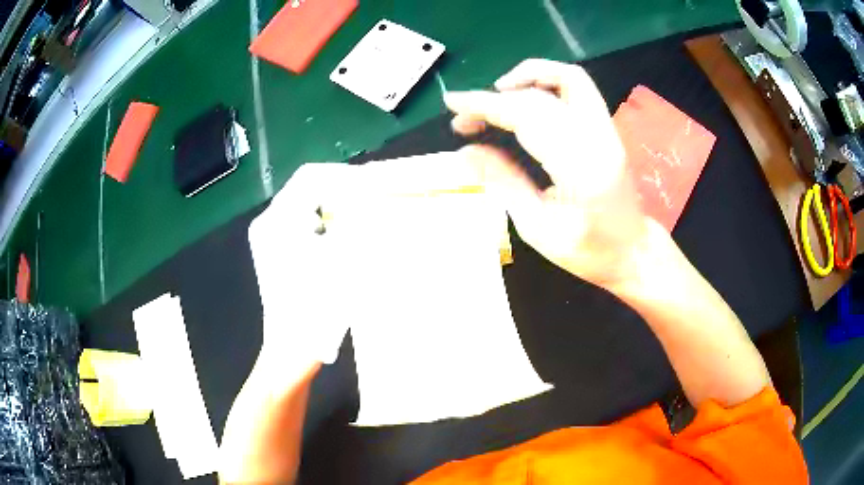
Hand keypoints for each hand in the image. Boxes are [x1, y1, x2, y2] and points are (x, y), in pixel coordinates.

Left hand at [248, 163, 354, 366]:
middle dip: (339, 191)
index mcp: (277, 220)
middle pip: (305, 189)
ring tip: (359, 219)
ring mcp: (268, 238)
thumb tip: (370, 196)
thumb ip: (356, 222)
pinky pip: (300, 224)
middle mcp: (267, 223)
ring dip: (333, 207)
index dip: (342, 176)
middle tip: (370, 201)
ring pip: (304, 206)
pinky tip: (340, 239)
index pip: (310, 177)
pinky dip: (324, 223)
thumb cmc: (314, 309)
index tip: (370, 185)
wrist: (291, 349)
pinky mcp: (273, 251)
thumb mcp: (343, 259)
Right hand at [445, 59, 647, 286]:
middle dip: (495, 99)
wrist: (633, 251)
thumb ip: (504, 183)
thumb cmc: (588, 252)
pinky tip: (526, 97)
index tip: (453, 103)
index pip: (528, 117)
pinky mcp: (606, 127)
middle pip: (541, 98)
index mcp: (581, 170)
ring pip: (568, 78)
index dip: (486, 105)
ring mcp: (607, 130)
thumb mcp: (538, 228)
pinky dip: (547, 82)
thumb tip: (465, 152)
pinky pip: (577, 87)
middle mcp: (598, 139)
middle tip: (465, 120)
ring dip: (527, 76)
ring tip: (497, 94)